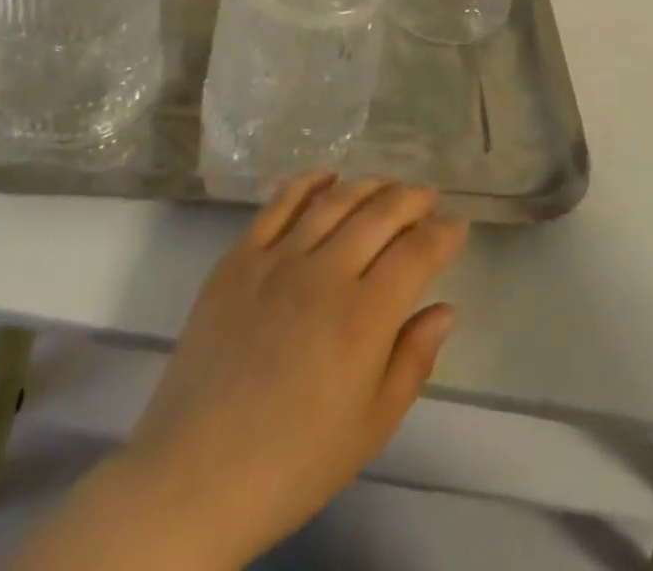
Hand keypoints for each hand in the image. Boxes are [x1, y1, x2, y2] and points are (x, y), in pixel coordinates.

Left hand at [123, 176, 467, 564]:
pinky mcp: (239, 257)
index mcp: (364, 318)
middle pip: (380, 214)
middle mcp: (325, 273)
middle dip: (412, 199)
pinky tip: (327, 176)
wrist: (194, 475)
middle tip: (428, 197)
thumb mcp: (371, 427)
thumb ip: (413, 361)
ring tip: (388, 184)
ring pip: (334, 200)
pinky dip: (308, 182)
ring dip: (369, 185)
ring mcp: (278, 259)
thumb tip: (445, 308)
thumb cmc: (294, 462)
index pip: (417, 253)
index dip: (443, 234)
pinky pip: (278, 204)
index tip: (457, 226)